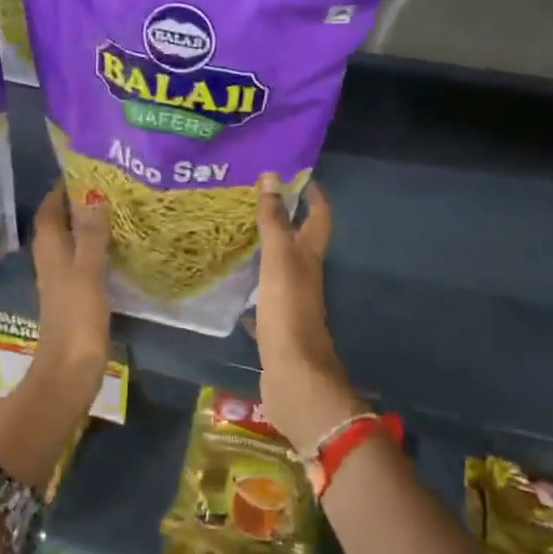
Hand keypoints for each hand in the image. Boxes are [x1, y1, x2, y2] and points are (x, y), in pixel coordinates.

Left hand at [28, 182, 110, 383]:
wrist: (70, 369)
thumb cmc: (76, 317)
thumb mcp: (87, 271)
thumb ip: (90, 234)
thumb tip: (92, 193)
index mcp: (49, 250)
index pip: (50, 208)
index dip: (62, 188)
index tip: (86, 168)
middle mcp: (51, 260)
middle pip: (59, 223)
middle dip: (77, 203)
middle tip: (108, 185)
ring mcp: (61, 279)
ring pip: (71, 242)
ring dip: (87, 225)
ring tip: (116, 208)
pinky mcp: (74, 296)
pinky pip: (82, 260)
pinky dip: (95, 248)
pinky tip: (116, 247)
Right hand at [252, 177, 357, 457]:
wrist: (294, 377)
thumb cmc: (289, 313)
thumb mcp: (279, 262)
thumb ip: (274, 222)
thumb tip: (271, 177)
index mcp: (310, 259)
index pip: (318, 219)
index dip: (313, 196)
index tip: (298, 176)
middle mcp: (305, 278)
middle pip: (299, 244)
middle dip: (284, 221)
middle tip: (254, 202)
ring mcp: (291, 305)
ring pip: (280, 272)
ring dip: (266, 254)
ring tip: (238, 238)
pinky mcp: (277, 328)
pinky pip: (264, 302)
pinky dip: (252, 293)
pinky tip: (234, 291)